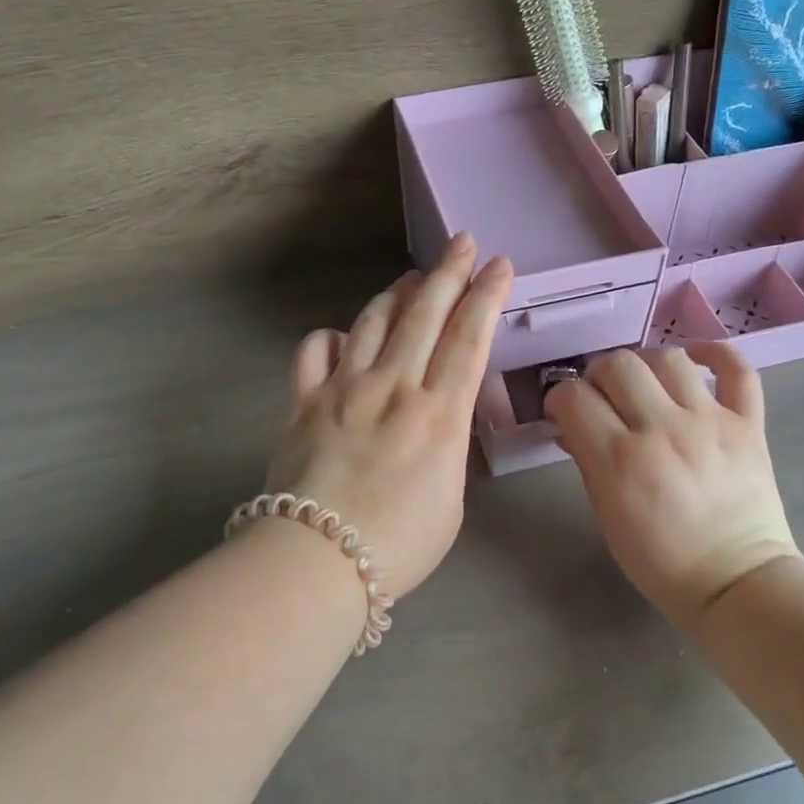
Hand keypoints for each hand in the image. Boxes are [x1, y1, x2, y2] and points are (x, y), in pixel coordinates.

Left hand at [265, 234, 513, 599]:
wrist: (318, 561)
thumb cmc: (398, 545)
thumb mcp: (450, 498)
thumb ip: (447, 445)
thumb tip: (436, 415)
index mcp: (438, 413)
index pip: (468, 338)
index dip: (487, 295)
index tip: (499, 265)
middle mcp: (393, 386)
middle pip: (425, 314)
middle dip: (448, 272)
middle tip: (462, 242)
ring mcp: (344, 388)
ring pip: (373, 321)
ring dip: (397, 293)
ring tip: (412, 278)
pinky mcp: (303, 400)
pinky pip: (315, 350)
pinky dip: (331, 336)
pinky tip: (342, 335)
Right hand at [544, 344, 801, 632]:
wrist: (737, 584)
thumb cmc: (660, 560)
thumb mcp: (607, 516)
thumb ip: (588, 461)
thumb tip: (571, 424)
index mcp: (619, 460)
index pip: (573, 396)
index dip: (560, 398)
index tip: (565, 411)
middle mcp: (662, 430)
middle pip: (617, 364)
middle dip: (598, 375)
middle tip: (602, 397)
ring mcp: (710, 422)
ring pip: (668, 358)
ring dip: (645, 364)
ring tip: (644, 384)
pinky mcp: (748, 424)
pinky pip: (737, 368)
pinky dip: (716, 353)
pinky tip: (696, 359)